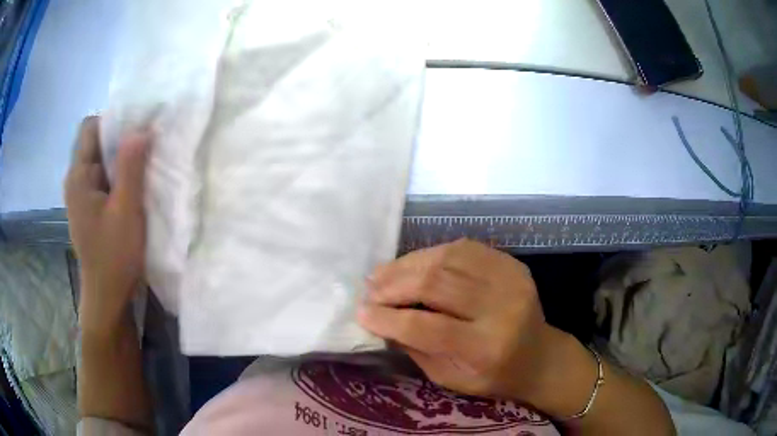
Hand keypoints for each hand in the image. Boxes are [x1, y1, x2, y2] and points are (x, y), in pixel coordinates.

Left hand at [64, 116, 149, 332]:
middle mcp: (76, 179)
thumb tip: (141, 128)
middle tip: (146, 149)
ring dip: (121, 159)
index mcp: (78, 176)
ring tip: (143, 168)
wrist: (108, 297)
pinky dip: (118, 175)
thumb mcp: (126, 211)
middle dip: (120, 140)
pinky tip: (133, 188)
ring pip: (101, 160)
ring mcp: (81, 194)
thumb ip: (130, 167)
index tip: (136, 131)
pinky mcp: (89, 207)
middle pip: (96, 141)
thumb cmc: (114, 257)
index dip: (113, 122)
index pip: (90, 127)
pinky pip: (103, 178)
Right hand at [357, 239, 561, 401]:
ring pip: (448, 259)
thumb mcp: (451, 379)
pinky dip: (432, 254)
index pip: (428, 327)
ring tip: (382, 273)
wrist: (540, 357)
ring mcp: (510, 280)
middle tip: (369, 288)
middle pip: (437, 285)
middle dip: (394, 285)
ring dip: (408, 265)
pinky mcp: (512, 264)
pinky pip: (464, 248)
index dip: (389, 318)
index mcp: (486, 348)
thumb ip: (416, 349)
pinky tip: (414, 264)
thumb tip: (382, 321)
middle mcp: (501, 309)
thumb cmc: (493, 376)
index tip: (361, 312)